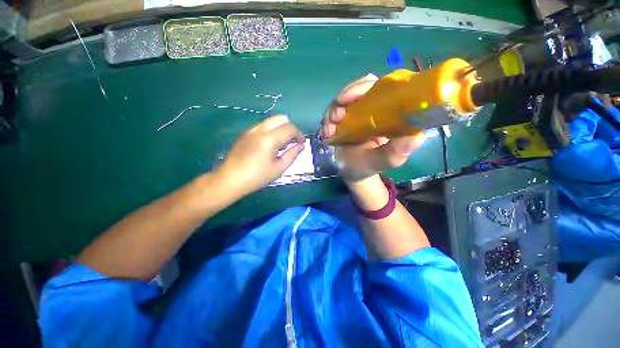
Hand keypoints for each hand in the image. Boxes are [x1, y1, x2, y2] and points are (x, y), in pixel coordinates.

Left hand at [218, 115, 304, 194]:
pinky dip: (272, 131)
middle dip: (290, 128)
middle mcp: (260, 129)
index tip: (302, 143)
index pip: (290, 128)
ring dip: (281, 128)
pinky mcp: (246, 133)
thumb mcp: (279, 168)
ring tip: (282, 144)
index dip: (299, 134)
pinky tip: (270, 145)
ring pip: (271, 121)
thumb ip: (292, 154)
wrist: (230, 179)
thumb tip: (301, 146)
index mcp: (270, 139)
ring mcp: (251, 130)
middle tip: (293, 141)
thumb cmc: (257, 177)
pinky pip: (263, 126)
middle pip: (281, 118)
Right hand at [320, 74, 426, 182]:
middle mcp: (372, 106)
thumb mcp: (388, 160)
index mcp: (389, 111)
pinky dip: (327, 121)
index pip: (382, 86)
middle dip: (346, 97)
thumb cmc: (372, 164)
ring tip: (329, 130)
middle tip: (336, 116)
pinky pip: (332, 112)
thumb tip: (415, 135)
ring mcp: (355, 112)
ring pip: (343, 99)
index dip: (366, 87)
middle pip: (360, 88)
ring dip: (333, 111)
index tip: (352, 96)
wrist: (353, 171)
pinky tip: (326, 133)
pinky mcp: (342, 119)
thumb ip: (399, 150)